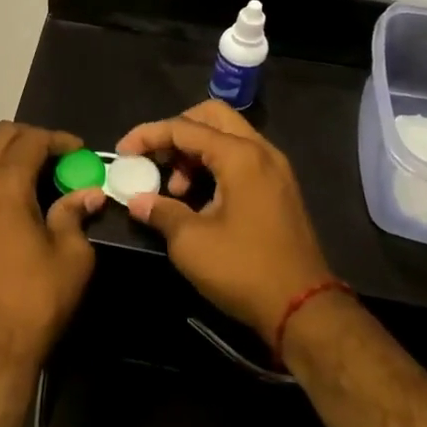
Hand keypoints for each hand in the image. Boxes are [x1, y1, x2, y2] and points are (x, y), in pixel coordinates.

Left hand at [0, 123, 105, 384]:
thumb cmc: (33, 302)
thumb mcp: (71, 258)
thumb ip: (76, 215)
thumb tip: (88, 193)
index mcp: (3, 186)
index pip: (31, 140)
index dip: (59, 140)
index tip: (81, 153)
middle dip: (31, 138)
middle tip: (58, 157)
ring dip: (4, 150)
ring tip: (31, 172)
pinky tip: (10, 197)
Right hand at [113, 101, 334, 336]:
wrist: (304, 309)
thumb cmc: (243, 269)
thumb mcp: (191, 242)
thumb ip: (160, 211)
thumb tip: (137, 201)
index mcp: (240, 156)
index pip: (184, 128)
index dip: (148, 136)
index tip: (122, 153)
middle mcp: (261, 151)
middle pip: (211, 117)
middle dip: (177, 131)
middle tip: (155, 158)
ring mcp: (275, 169)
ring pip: (228, 137)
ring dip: (195, 151)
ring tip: (175, 189)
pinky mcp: (279, 189)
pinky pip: (241, 158)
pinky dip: (215, 165)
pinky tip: (199, 198)